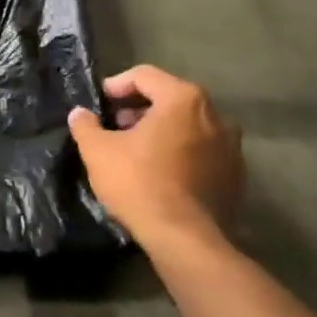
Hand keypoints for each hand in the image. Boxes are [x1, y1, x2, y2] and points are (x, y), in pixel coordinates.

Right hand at [68, 64, 244, 255]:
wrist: (186, 240)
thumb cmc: (139, 183)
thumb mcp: (97, 151)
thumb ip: (86, 125)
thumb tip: (80, 113)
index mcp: (183, 99)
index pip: (145, 76)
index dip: (117, 85)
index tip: (99, 103)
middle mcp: (215, 115)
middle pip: (170, 98)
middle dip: (140, 108)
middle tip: (115, 125)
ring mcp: (231, 146)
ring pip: (188, 124)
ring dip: (161, 130)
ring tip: (135, 149)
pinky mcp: (236, 175)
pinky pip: (202, 150)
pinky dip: (180, 151)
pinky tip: (160, 171)